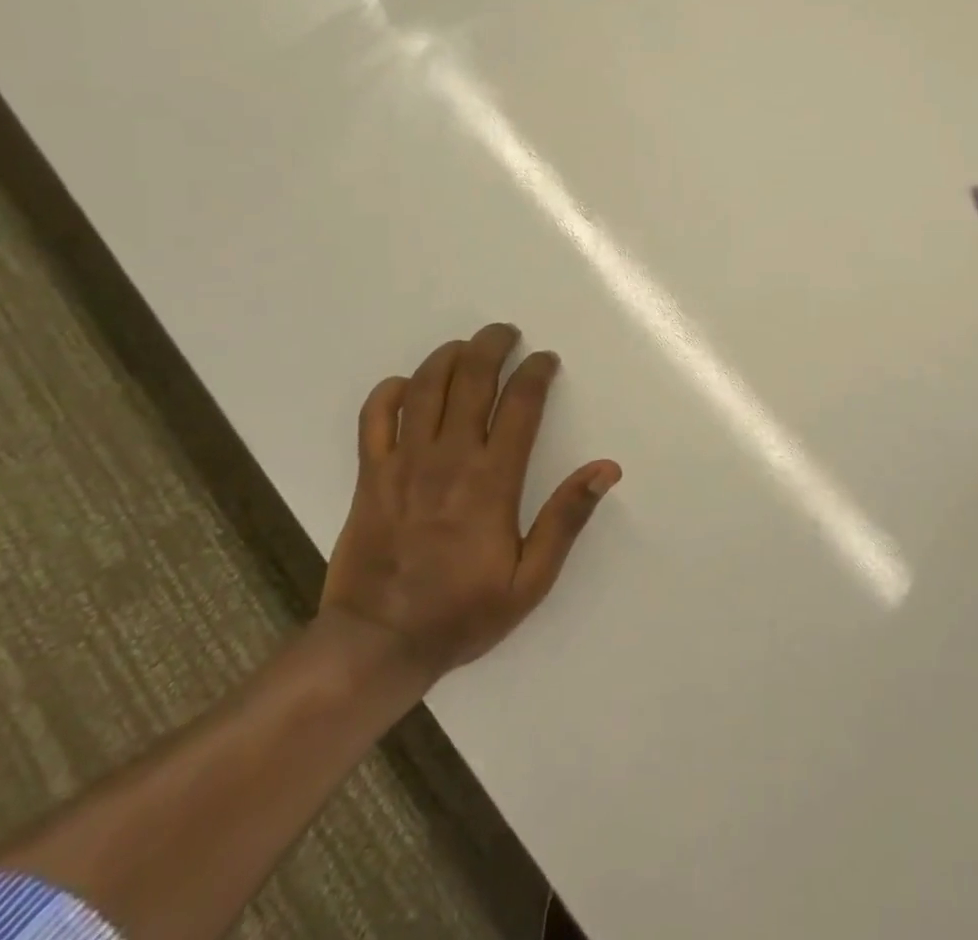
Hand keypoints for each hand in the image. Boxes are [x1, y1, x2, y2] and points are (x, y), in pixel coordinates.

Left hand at [319, 324, 621, 688]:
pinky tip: (406, 385)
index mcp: (492, 480)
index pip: (521, 404)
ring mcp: (404, 462)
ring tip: (466, 347)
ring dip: (448, 356)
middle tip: (506, 333)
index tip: (546, 359)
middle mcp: (449, 458)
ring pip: (426, 386)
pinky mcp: (371, 474)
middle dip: (492, 345)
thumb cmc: (462, 612)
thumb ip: (566, 519)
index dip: (537, 371)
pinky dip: (389, 391)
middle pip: (472, 379)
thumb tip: (606, 468)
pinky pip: (374, 416)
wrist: (378, 643)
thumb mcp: (530, 580)